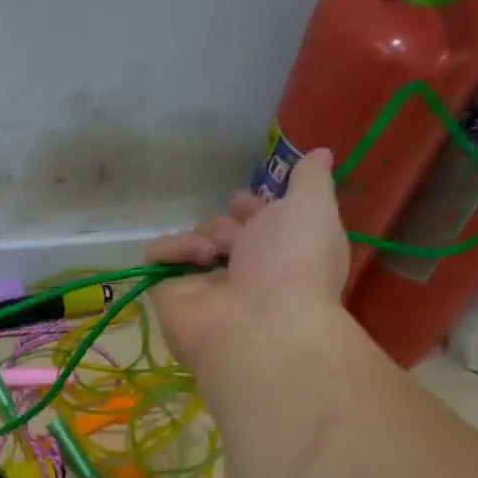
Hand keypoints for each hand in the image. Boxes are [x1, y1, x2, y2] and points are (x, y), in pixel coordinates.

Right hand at [146, 148, 349, 371]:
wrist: (257, 324)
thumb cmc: (292, 262)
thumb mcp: (313, 207)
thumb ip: (311, 179)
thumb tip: (320, 153)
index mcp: (280, 254)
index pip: (258, 225)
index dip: (252, 208)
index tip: (242, 198)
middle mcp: (242, 273)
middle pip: (221, 233)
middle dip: (224, 225)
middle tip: (229, 235)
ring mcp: (203, 287)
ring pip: (191, 241)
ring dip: (202, 235)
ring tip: (214, 252)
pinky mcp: (168, 296)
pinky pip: (158, 259)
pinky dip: (169, 250)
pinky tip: (192, 259)